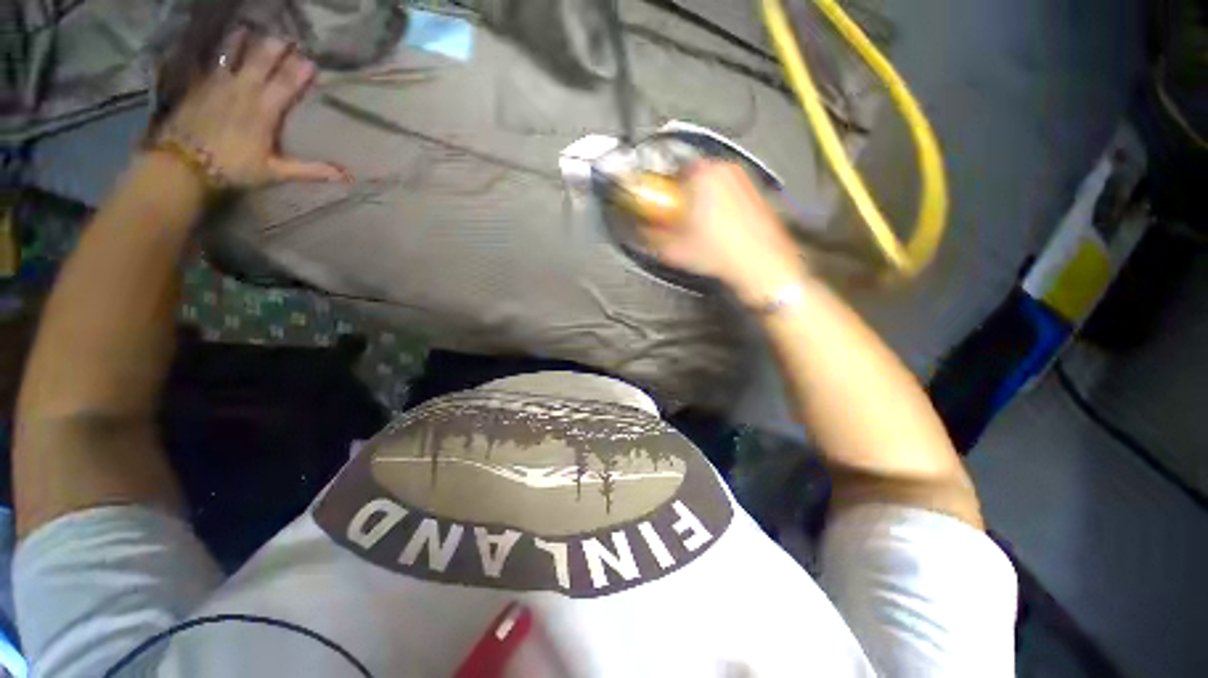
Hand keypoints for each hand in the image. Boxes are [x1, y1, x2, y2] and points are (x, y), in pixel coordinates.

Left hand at [157, 29, 348, 188]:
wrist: (184, 163)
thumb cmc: (233, 167)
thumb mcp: (275, 172)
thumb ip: (309, 170)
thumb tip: (345, 175)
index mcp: (264, 110)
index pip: (286, 84)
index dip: (299, 71)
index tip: (311, 60)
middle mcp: (243, 90)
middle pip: (262, 61)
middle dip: (276, 49)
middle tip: (288, 39)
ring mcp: (218, 84)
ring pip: (234, 54)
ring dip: (245, 42)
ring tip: (251, 29)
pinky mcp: (198, 85)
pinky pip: (211, 62)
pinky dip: (219, 52)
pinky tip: (221, 46)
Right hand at [640, 162, 807, 304]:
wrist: (762, 265)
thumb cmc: (723, 253)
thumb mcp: (674, 250)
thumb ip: (650, 237)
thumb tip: (640, 231)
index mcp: (702, 173)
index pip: (670, 171)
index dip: (661, 193)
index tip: (660, 206)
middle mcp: (725, 168)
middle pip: (691, 177)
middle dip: (682, 197)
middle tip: (678, 220)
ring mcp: (744, 179)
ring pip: (711, 185)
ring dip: (701, 201)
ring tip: (699, 228)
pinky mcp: (756, 192)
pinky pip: (729, 192)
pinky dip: (720, 205)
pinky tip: (718, 230)